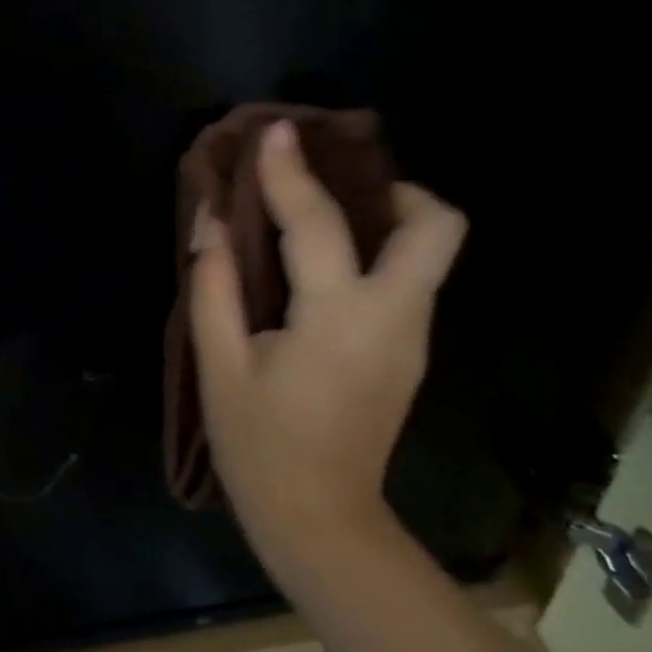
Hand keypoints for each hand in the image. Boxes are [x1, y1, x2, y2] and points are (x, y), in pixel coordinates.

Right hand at [189, 119, 465, 579]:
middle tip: (335, 186)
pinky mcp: (409, 353)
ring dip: (383, 218)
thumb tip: (214, 222)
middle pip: (437, 226)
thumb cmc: (259, 444)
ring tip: (320, 217)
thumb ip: (215, 285)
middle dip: (394, 189)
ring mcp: (412, 337)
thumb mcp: (220, 365)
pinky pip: (405, 280)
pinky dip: (375, 254)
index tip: (276, 131)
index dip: (292, 172)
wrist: (320, 520)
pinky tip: (322, 270)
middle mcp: (395, 316)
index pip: (321, 224)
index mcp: (340, 318)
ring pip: (428, 252)